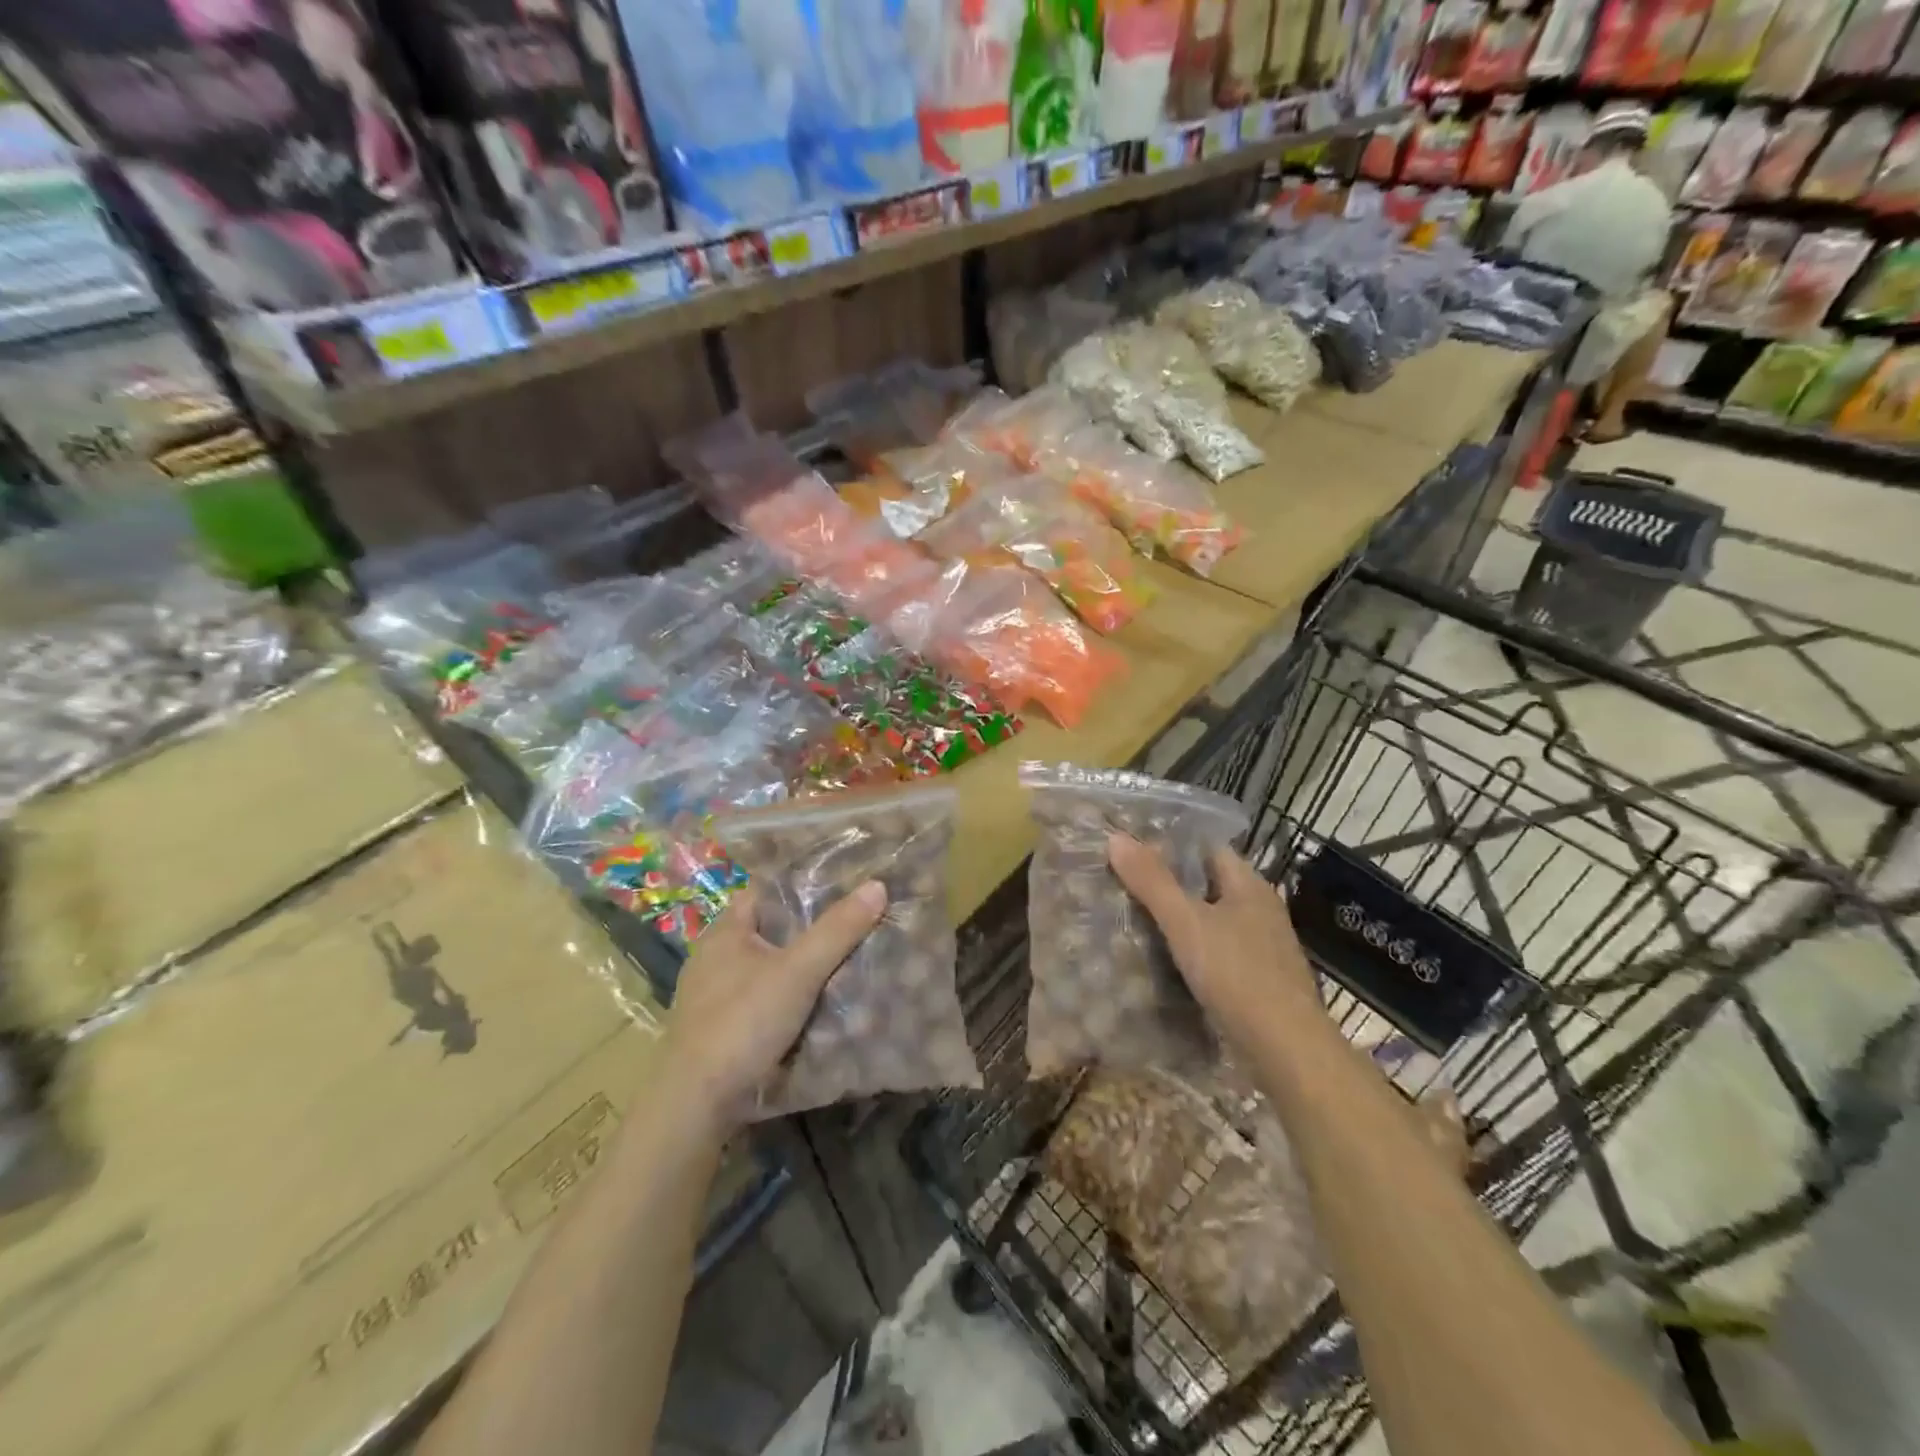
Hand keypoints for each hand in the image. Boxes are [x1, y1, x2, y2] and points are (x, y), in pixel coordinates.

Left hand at [662, 881, 886, 1132]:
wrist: (694, 1105)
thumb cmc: (742, 1023)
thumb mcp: (798, 972)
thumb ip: (837, 930)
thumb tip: (877, 885)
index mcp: (725, 930)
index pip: (767, 891)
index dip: (802, 884)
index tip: (843, 884)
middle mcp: (714, 955)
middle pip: (770, 929)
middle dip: (808, 928)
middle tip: (854, 923)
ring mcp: (712, 994)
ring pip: (767, 967)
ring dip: (799, 966)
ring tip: (844, 962)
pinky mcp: (718, 1028)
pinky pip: (761, 998)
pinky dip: (787, 997)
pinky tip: (815, 1005)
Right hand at [1107, 834, 1324, 1051]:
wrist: (1288, 1051)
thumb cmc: (1238, 975)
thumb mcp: (1186, 923)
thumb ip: (1151, 881)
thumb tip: (1116, 837)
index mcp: (1249, 884)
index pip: (1206, 847)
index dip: (1169, 843)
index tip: (1130, 847)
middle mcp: (1260, 907)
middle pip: (1207, 882)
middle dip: (1168, 881)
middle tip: (1122, 881)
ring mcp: (1262, 945)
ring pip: (1211, 918)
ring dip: (1179, 917)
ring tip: (1133, 916)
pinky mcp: (1258, 978)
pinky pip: (1217, 949)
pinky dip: (1192, 947)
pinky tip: (1165, 958)